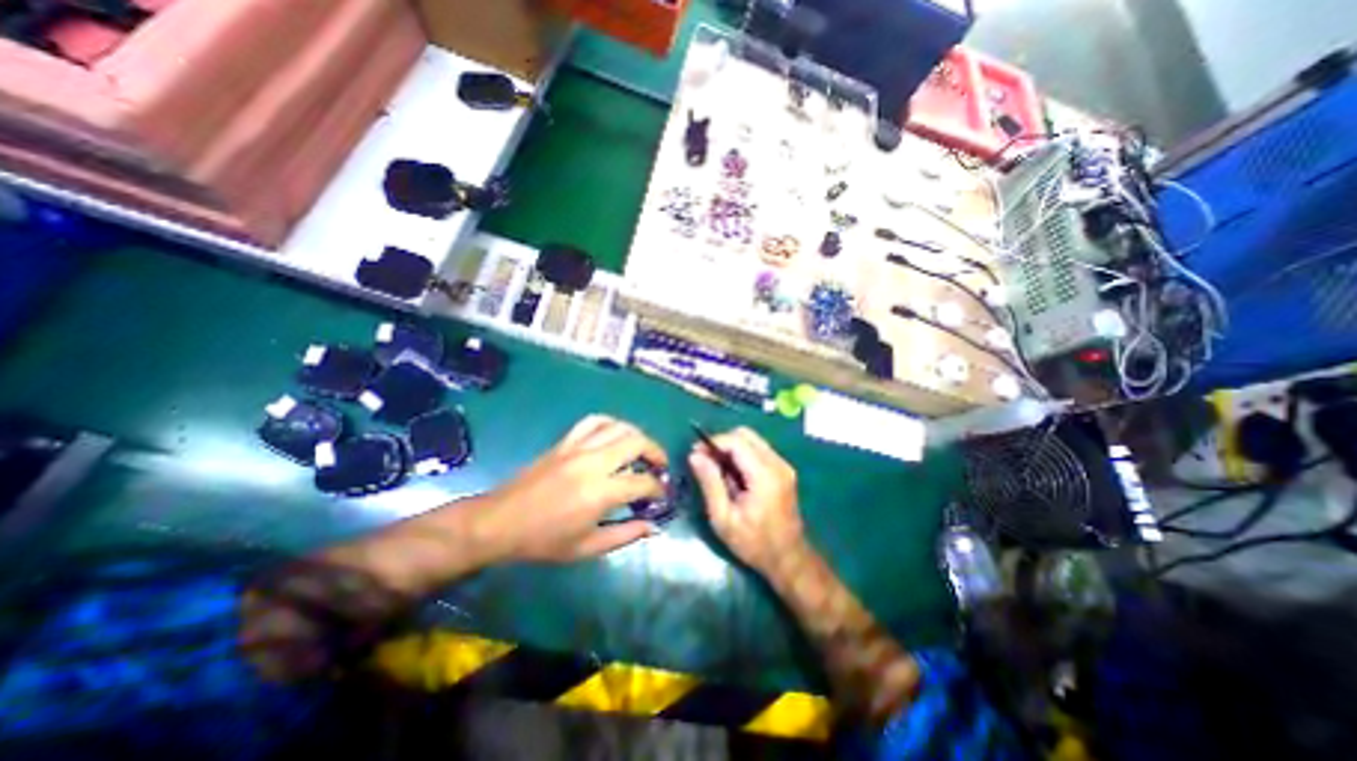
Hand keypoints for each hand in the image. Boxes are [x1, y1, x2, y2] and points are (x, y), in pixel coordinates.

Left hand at [477, 413, 664, 560]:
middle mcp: (593, 462)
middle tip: (659, 467)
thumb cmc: (543, 541)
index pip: (643, 482)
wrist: (500, 522)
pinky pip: (594, 421)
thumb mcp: (587, 548)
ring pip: (619, 427)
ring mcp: (578, 447)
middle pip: (636, 442)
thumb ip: (625, 535)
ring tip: (642, 450)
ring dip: (637, 436)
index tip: (662, 496)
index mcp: (600, 492)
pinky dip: (611, 424)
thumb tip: (653, 526)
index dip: (658, 489)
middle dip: (656, 452)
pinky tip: (615, 434)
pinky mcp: (565, 442)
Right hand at [689, 427, 801, 576]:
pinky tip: (734, 475)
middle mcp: (777, 463)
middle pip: (745, 434)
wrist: (788, 559)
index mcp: (764, 475)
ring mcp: (783, 465)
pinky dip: (742, 454)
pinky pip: (759, 450)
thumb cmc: (753, 543)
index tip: (695, 453)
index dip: (712, 442)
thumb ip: (710, 483)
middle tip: (705, 460)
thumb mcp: (723, 518)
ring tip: (718, 470)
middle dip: (722, 442)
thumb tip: (695, 455)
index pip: (736, 441)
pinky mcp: (783, 470)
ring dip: (732, 448)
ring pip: (752, 440)